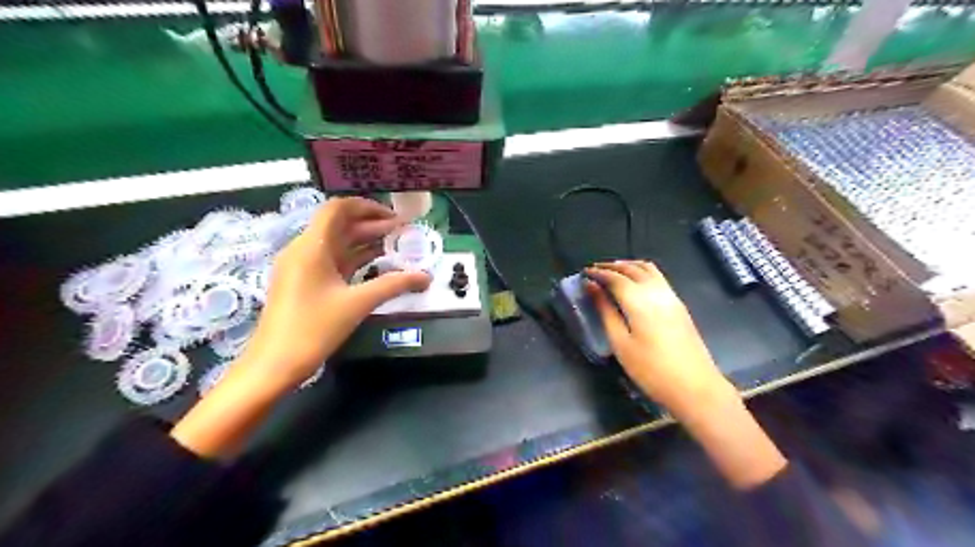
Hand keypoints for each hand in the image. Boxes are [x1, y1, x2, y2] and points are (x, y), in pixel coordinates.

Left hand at [239, 196, 428, 393]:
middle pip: (340, 225)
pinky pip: (333, 260)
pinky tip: (376, 263)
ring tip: (396, 246)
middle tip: (404, 233)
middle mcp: (304, 249)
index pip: (338, 209)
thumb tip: (426, 277)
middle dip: (373, 225)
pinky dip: (355, 258)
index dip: (368, 207)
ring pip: (337, 243)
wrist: (273, 364)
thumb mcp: (358, 304)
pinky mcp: (304, 281)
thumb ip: (394, 285)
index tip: (395, 217)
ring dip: (365, 241)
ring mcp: (302, 266)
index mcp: (312, 246)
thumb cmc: (313, 329)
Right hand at [585, 260, 781, 487]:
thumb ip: (605, 311)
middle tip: (594, 270)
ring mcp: (671, 296)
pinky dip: (641, 272)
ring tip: (612, 272)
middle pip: (632, 268)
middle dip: (611, 266)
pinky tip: (634, 283)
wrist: (695, 387)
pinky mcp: (679, 305)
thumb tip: (592, 288)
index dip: (598, 273)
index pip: (615, 277)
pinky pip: (657, 277)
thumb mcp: (621, 343)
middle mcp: (656, 291)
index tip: (583, 273)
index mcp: (639, 301)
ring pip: (648, 269)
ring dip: (628, 266)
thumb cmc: (651, 369)